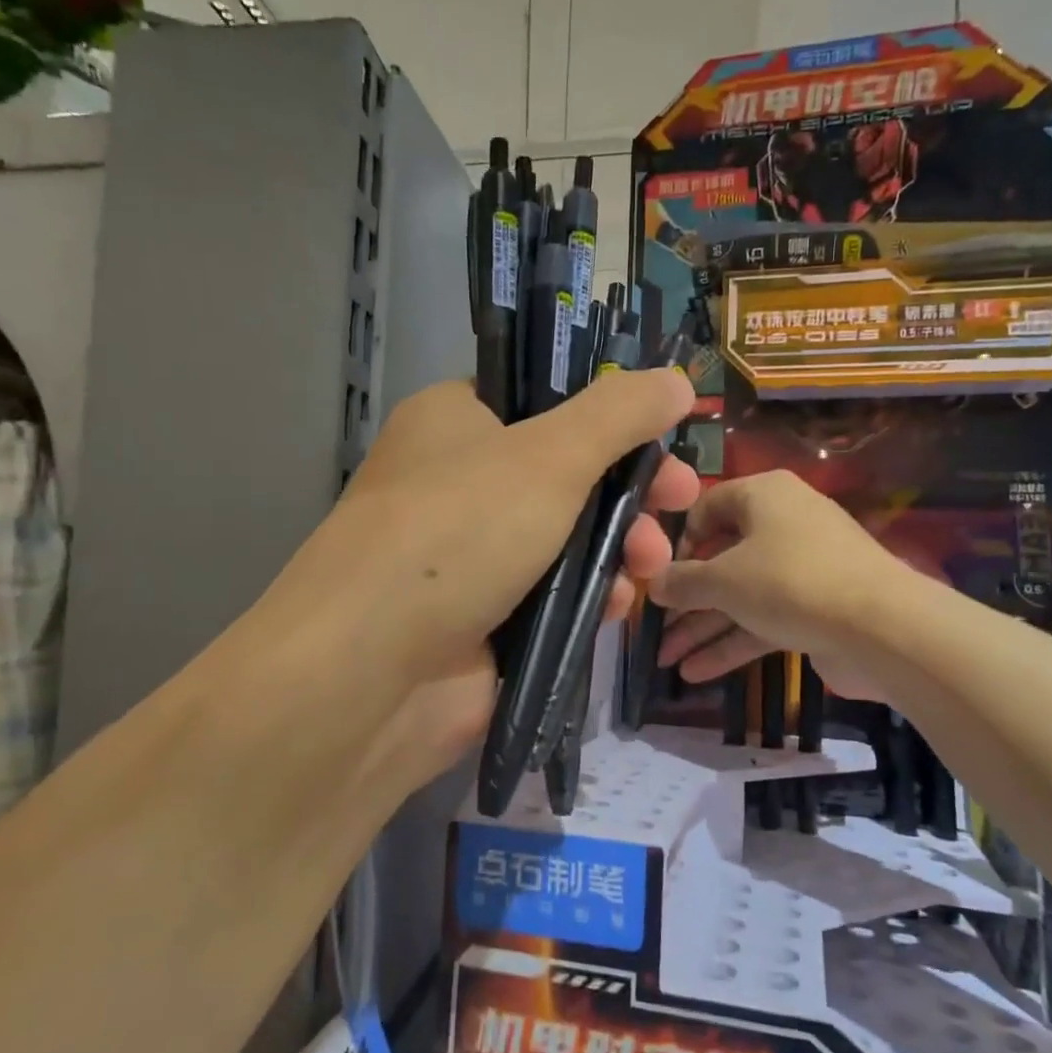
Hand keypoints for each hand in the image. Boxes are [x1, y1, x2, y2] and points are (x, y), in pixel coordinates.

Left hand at [283, 370, 699, 692]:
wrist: (371, 673)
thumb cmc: (457, 533)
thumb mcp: (548, 456)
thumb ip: (619, 414)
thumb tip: (677, 379)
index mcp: (456, 421)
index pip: (542, 399)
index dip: (608, 414)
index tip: (662, 432)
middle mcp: (460, 481)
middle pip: (568, 470)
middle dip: (631, 489)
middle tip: (681, 499)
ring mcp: (472, 553)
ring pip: (569, 536)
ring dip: (621, 546)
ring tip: (651, 565)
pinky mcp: (487, 617)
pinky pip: (556, 594)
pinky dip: (591, 595)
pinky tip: (615, 606)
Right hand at [651, 469, 928, 702]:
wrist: (882, 628)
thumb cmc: (790, 581)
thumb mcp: (724, 579)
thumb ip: (683, 582)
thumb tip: (652, 583)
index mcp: (763, 496)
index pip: (707, 508)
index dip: (678, 542)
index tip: (658, 576)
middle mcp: (782, 524)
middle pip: (721, 559)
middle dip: (685, 599)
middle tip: (653, 628)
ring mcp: (801, 569)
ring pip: (740, 595)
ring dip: (703, 628)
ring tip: (664, 660)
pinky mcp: (814, 608)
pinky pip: (763, 619)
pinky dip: (732, 643)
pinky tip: (695, 673)